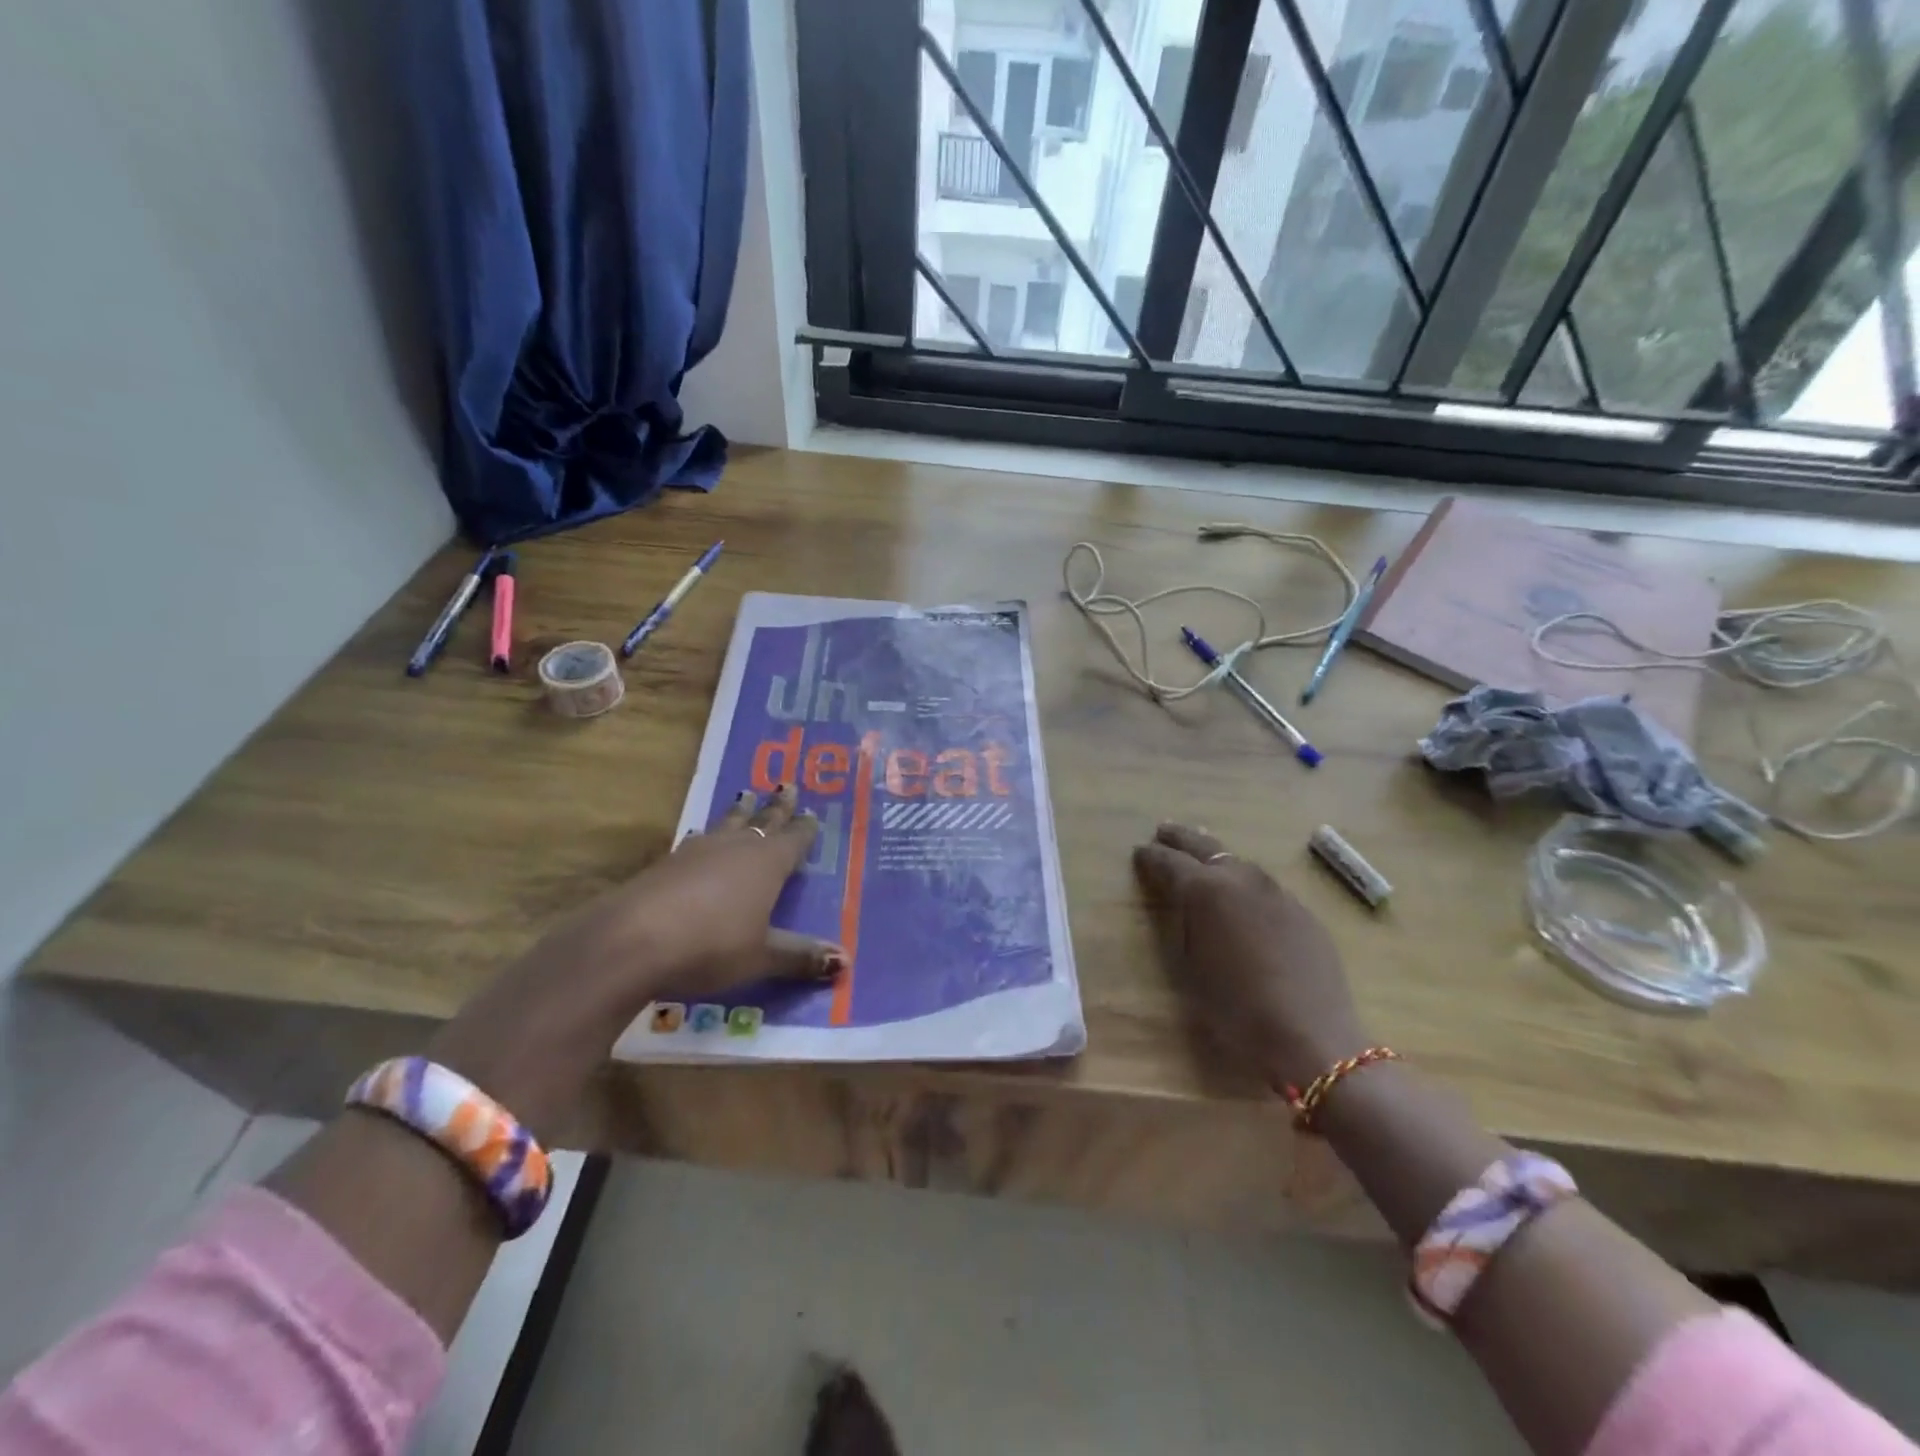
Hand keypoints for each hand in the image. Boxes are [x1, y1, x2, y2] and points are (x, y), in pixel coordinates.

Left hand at [429, 784, 843, 1134]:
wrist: (633, 941)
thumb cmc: (711, 946)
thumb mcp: (762, 956)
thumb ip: (800, 956)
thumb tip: (844, 960)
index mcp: (767, 864)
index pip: (794, 839)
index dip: (805, 829)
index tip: (813, 813)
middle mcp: (736, 848)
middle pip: (762, 820)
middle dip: (777, 806)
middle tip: (787, 785)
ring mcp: (698, 852)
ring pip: (727, 824)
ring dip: (740, 812)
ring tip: (746, 795)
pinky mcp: (667, 864)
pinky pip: (697, 841)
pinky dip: (706, 836)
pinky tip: (700, 837)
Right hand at [1133, 823, 1367, 1092]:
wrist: (1311, 1037)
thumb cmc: (1235, 1009)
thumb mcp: (1189, 968)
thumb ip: (1180, 925)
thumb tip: (1180, 904)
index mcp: (1205, 890)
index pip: (1169, 863)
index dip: (1151, 857)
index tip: (1139, 852)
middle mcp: (1240, 879)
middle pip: (1205, 847)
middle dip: (1181, 839)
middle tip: (1164, 831)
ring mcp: (1277, 892)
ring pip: (1238, 862)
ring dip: (1215, 857)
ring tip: (1202, 856)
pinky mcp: (1302, 912)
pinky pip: (1264, 886)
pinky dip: (1244, 882)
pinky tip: (1242, 896)